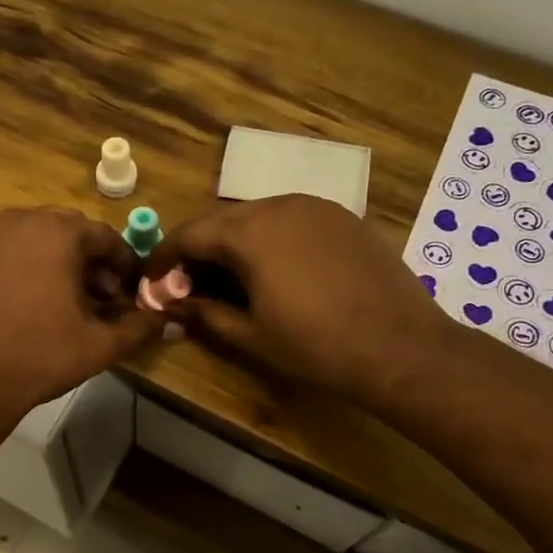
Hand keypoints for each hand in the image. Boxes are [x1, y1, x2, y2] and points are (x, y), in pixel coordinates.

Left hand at [0, 208, 165, 424]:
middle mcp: (19, 221)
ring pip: (28, 236)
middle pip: (65, 230)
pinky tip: (15, 298)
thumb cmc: (41, 357)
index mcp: (59, 233)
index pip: (104, 236)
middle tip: (95, 295)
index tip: (127, 289)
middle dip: (86, 259)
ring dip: (49, 258)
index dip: (122, 262)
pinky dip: (13, 264)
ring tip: (55, 296)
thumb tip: (170, 320)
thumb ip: (140, 327)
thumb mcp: (101, 345)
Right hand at [151, 195, 446, 408]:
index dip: (163, 258)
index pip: (190, 234)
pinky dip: (269, 240)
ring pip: (257, 217)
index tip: (151, 282)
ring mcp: (316, 207)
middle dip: (198, 250)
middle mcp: (280, 205)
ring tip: (228, 280)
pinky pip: (291, 220)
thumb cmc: (317, 346)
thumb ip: (202, 313)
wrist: (402, 348)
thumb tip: (169, 305)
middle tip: (187, 285)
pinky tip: (274, 271)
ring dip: (233, 244)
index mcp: (251, 231)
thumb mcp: (250, 336)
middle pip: (222, 221)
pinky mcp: (343, 218)